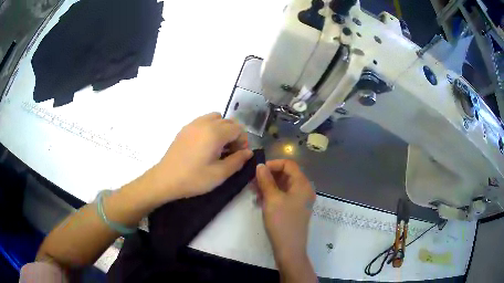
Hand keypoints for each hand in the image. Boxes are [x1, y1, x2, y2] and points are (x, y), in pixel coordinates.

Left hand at [147, 112, 252, 204]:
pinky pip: (203, 121)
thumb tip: (248, 152)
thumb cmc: (193, 178)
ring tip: (218, 147)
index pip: (238, 128)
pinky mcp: (185, 129)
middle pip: (228, 121)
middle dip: (234, 135)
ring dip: (222, 129)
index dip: (243, 141)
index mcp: (215, 133)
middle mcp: (204, 123)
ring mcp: (193, 124)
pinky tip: (205, 145)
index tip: (239, 155)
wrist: (165, 179)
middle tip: (230, 153)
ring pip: (215, 118)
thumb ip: (237, 161)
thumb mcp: (219, 174)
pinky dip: (210, 128)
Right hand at [255, 160, 315, 266]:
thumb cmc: (282, 221)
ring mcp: (300, 200)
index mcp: (303, 184)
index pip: (289, 164)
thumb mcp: (272, 199)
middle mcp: (304, 189)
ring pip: (283, 186)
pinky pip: (283, 196)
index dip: (273, 164)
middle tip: (252, 183)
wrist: (289, 248)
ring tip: (254, 193)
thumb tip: (260, 165)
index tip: (257, 171)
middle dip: (268, 176)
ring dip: (268, 186)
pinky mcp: (295, 208)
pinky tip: (260, 201)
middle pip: (286, 174)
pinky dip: (272, 195)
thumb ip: (266, 180)